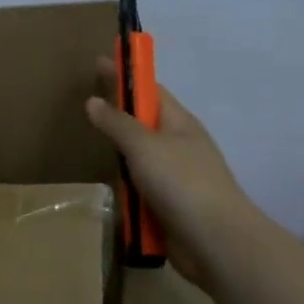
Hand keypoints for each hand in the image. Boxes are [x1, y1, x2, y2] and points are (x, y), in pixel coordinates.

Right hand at [85, 62, 256, 290]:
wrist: (215, 241)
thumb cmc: (182, 182)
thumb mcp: (144, 146)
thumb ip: (117, 123)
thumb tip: (94, 101)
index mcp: (179, 123)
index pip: (150, 90)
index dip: (126, 75)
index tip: (99, 62)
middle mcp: (179, 146)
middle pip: (143, 125)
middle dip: (120, 117)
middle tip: (88, 109)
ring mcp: (176, 178)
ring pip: (140, 161)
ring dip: (122, 159)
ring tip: (95, 151)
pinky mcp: (169, 207)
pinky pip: (141, 191)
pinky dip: (127, 191)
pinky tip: (112, 192)